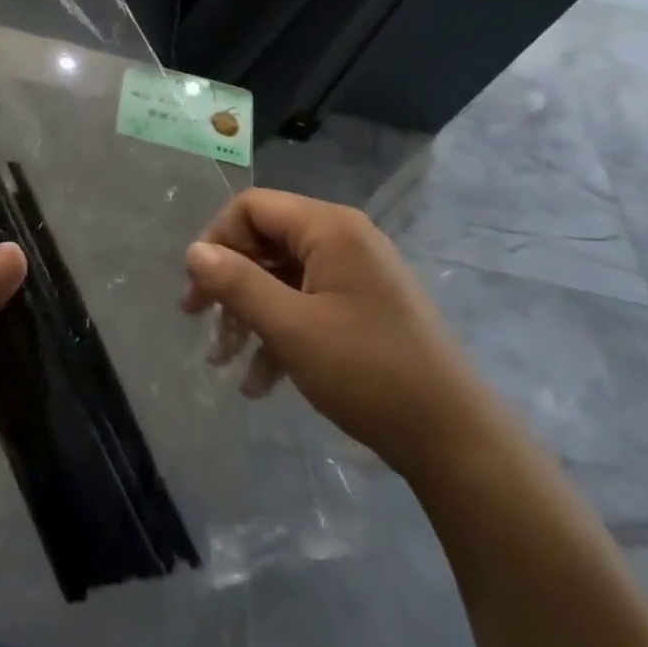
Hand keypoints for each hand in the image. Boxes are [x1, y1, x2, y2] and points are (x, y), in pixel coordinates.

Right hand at [182, 189, 487, 476]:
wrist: (454, 440)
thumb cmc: (367, 372)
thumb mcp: (290, 327)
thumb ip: (236, 283)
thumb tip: (193, 251)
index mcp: (329, 229)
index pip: (252, 207)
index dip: (216, 239)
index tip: (198, 285)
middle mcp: (342, 240)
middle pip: (264, 242)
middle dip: (228, 282)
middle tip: (197, 318)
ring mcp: (354, 275)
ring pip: (280, 278)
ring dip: (247, 315)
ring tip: (221, 360)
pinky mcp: (361, 307)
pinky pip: (305, 304)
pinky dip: (278, 334)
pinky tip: (258, 382)